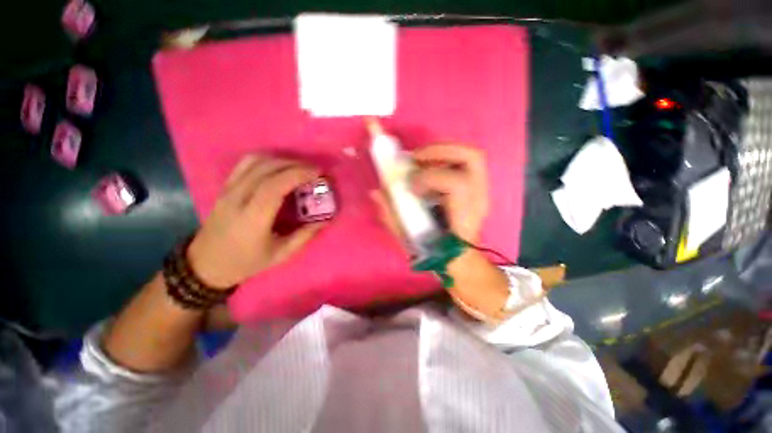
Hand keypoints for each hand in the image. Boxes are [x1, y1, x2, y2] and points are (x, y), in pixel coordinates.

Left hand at [187, 155, 325, 288]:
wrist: (205, 265)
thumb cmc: (246, 262)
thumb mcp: (281, 254)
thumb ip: (305, 235)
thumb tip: (327, 219)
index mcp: (253, 218)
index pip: (275, 185)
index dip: (298, 174)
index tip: (318, 173)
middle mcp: (238, 198)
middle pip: (267, 168)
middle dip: (295, 164)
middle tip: (314, 171)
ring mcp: (228, 190)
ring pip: (254, 161)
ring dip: (281, 160)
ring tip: (299, 168)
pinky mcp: (225, 187)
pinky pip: (245, 164)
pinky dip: (266, 159)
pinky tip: (279, 167)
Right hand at [371, 144, 508, 320]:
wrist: (460, 258)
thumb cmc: (436, 252)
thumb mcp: (410, 239)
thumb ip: (392, 216)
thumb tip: (376, 193)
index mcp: (464, 217)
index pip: (456, 184)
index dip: (429, 178)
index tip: (410, 185)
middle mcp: (478, 200)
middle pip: (472, 158)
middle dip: (440, 150)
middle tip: (415, 158)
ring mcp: (480, 191)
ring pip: (469, 155)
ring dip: (441, 151)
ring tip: (420, 160)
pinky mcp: (476, 187)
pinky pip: (463, 162)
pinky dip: (443, 158)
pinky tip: (428, 168)